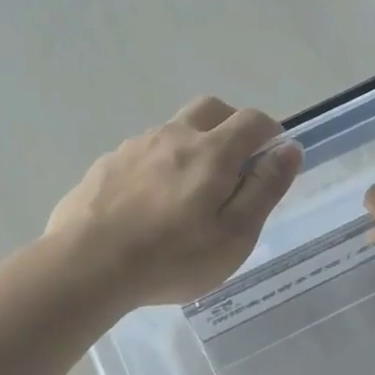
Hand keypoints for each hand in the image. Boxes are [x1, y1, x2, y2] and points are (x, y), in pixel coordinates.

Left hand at [47, 96, 302, 307]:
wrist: (85, 266)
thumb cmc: (171, 258)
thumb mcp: (234, 235)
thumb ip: (264, 188)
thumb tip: (290, 148)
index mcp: (211, 152)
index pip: (252, 120)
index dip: (270, 132)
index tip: (272, 158)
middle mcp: (173, 136)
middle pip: (211, 109)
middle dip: (231, 126)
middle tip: (235, 165)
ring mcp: (134, 146)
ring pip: (174, 130)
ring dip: (192, 146)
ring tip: (187, 194)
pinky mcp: (106, 164)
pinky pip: (143, 152)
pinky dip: (158, 165)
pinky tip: (148, 204)